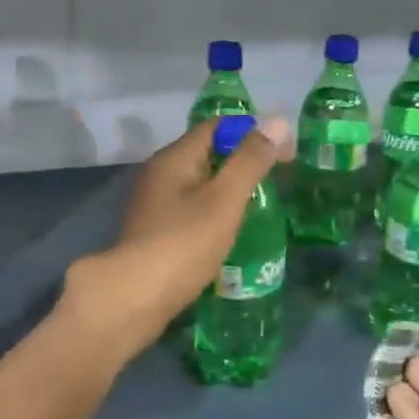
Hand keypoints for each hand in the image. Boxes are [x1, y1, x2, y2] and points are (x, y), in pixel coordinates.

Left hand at [60, 117, 290, 364]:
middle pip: (206, 154)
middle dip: (241, 162)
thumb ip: (250, 161)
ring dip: (228, 190)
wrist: (135, 297)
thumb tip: (277, 121)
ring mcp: (154, 204)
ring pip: (198, 184)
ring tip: (260, 206)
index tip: (284, 152)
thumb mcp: (224, 199)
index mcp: (174, 157)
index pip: (216, 127)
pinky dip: (213, 213)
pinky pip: (190, 209)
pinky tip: (230, 231)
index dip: (251, 132)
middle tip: (276, 180)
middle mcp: (159, 173)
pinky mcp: (154, 231)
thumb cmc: (184, 243)